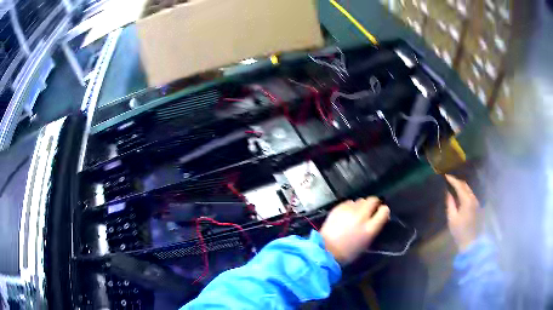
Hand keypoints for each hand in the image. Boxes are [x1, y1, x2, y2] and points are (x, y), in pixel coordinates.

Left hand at [320, 197, 389, 263]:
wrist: (326, 250)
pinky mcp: (338, 208)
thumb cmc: (348, 252)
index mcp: (369, 229)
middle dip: (374, 203)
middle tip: (371, 209)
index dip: (384, 210)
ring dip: (362, 205)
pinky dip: (351, 206)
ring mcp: (349, 211)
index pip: (384, 211)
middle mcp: (361, 217)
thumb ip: (374, 228)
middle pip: (373, 200)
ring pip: (361, 200)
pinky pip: (349, 202)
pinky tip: (348, 213)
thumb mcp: (367, 243)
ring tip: (358, 212)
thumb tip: (378, 218)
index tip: (382, 212)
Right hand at [445, 174, 479, 252]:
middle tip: (449, 180)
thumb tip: (447, 192)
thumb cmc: (459, 231)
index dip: (452, 179)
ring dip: (461, 186)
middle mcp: (473, 198)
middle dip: (457, 181)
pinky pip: (470, 194)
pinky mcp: (477, 206)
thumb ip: (450, 203)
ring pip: (469, 189)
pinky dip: (464, 191)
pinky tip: (460, 194)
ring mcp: (476, 202)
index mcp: (467, 200)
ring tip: (453, 186)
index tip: (445, 176)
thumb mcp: (452, 218)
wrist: (471, 242)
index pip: (459, 185)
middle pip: (465, 185)